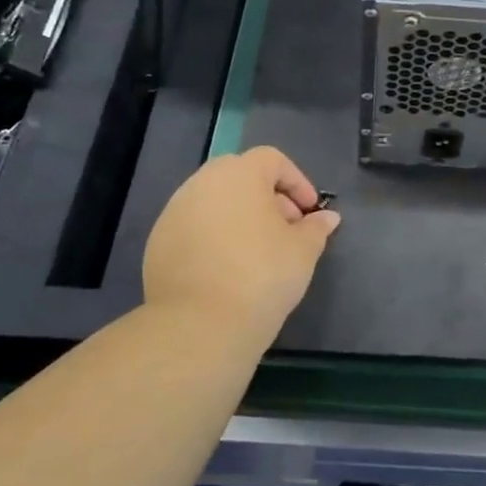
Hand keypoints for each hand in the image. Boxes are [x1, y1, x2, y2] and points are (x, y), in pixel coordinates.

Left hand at [144, 147, 339, 346]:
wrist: (199, 325)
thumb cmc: (261, 275)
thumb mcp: (302, 251)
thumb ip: (316, 228)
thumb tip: (327, 218)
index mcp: (239, 174)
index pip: (272, 160)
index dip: (296, 182)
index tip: (309, 211)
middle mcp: (202, 183)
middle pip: (240, 176)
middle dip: (267, 197)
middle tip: (286, 228)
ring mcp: (174, 211)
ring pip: (214, 201)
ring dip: (239, 216)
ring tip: (258, 250)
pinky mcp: (158, 241)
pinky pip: (194, 226)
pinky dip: (214, 236)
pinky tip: (228, 267)